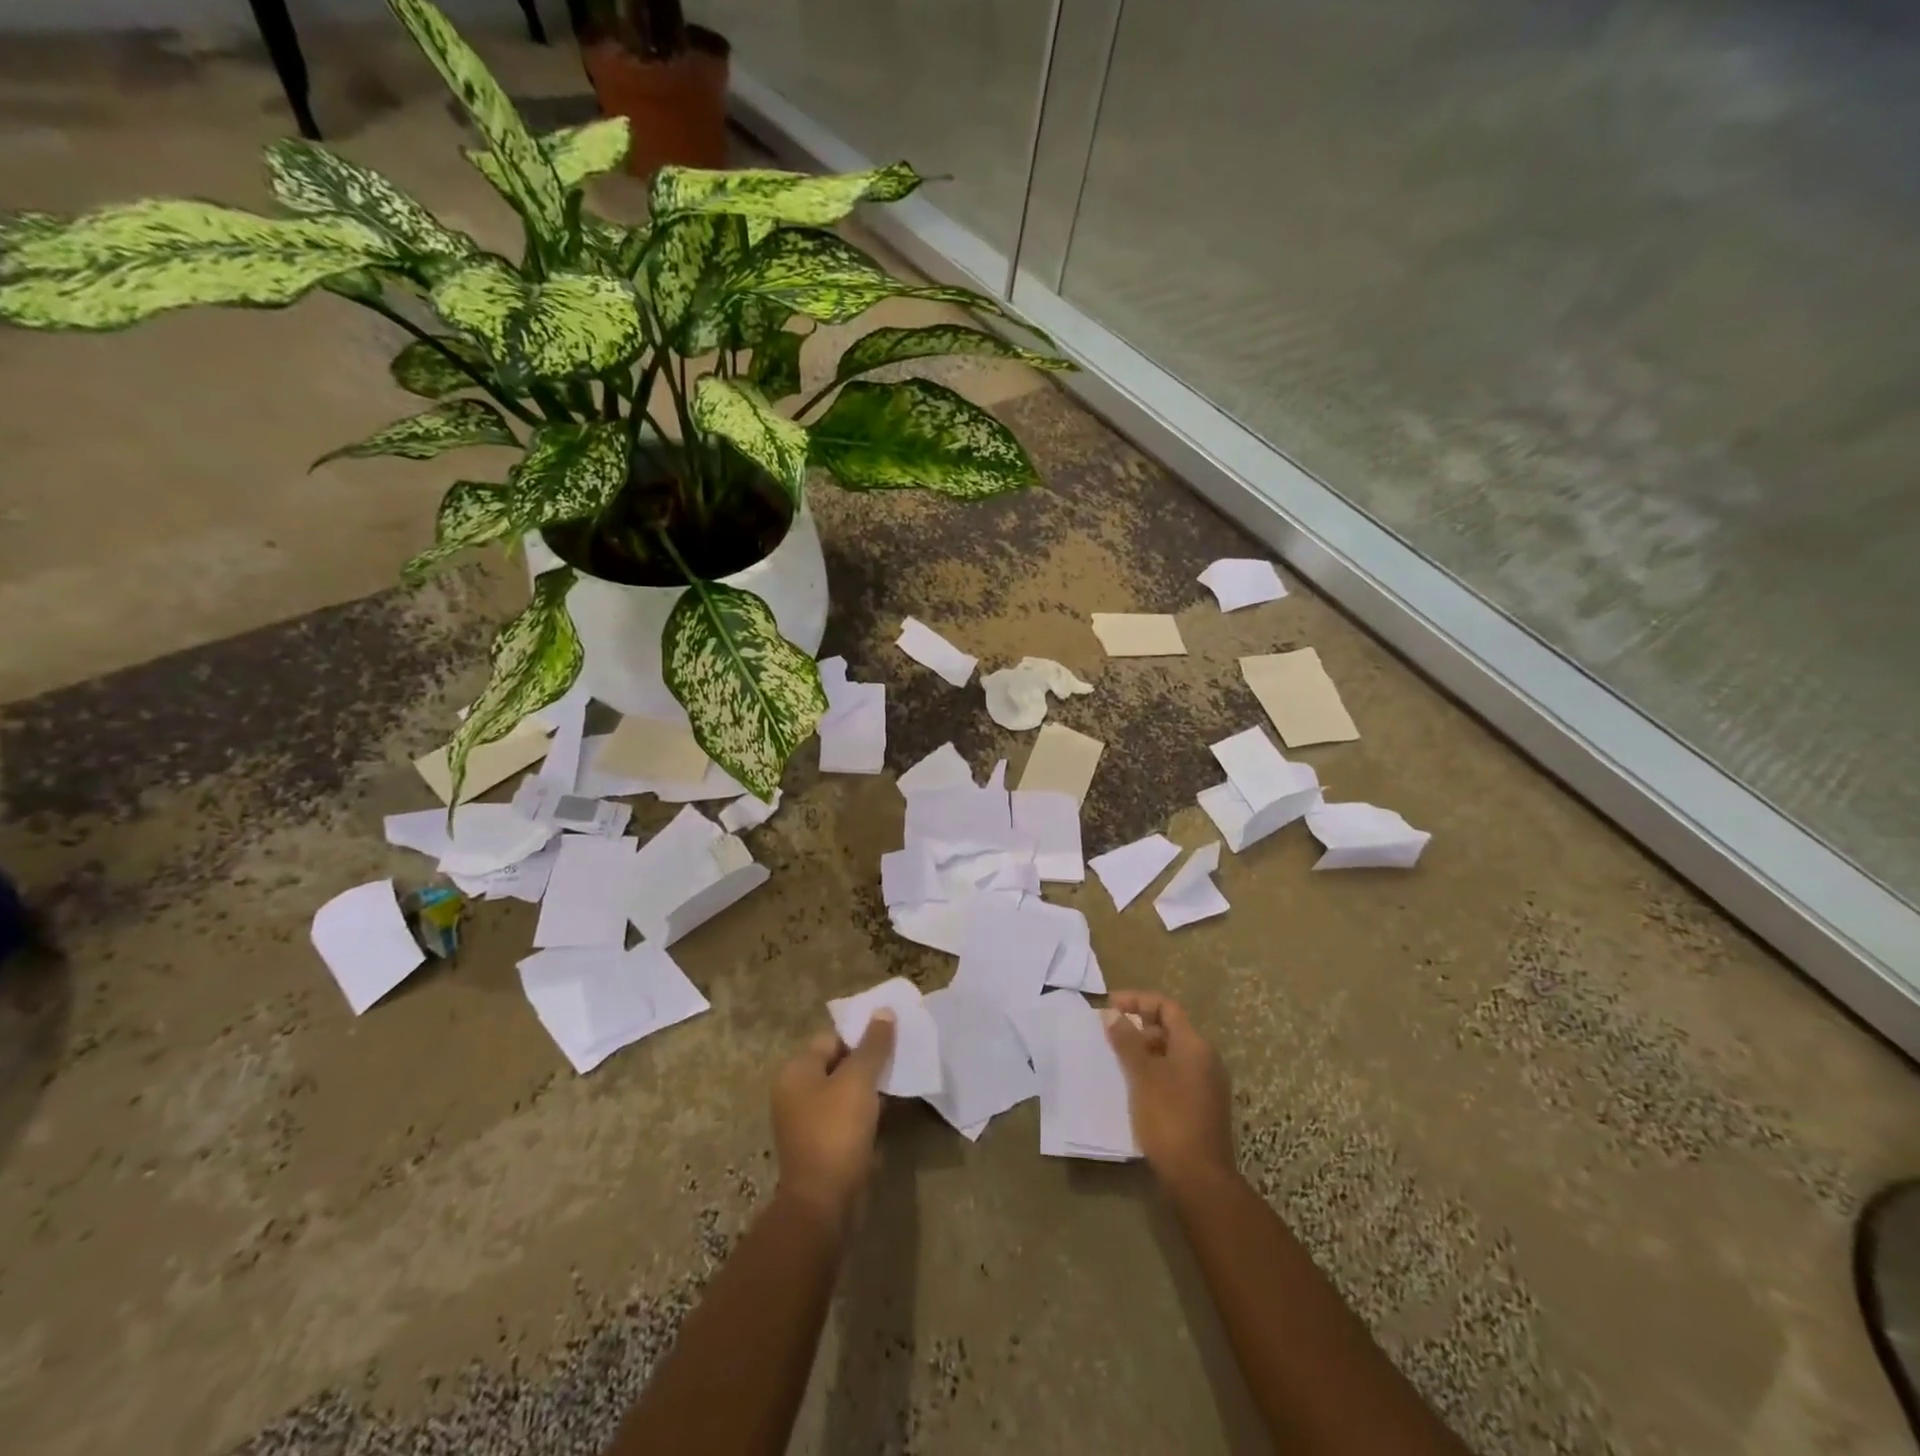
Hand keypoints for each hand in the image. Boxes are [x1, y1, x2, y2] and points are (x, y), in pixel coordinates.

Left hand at [771, 1012, 896, 1232]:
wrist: (824, 1203)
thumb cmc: (836, 1131)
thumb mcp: (858, 1081)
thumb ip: (873, 1045)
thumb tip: (883, 1011)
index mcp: (796, 1071)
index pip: (831, 1037)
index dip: (861, 1033)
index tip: (892, 1032)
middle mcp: (796, 1092)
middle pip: (838, 1062)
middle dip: (868, 1058)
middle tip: (901, 1052)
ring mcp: (808, 1121)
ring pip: (845, 1090)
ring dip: (870, 1084)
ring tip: (901, 1076)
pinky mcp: (823, 1144)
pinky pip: (847, 1114)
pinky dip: (867, 1108)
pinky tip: (891, 1107)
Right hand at [1107, 991, 1234, 1188]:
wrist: (1200, 1179)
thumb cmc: (1169, 1118)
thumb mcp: (1142, 1075)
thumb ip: (1127, 1041)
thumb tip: (1113, 1014)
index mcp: (1195, 1045)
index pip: (1166, 1006)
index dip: (1137, 1000)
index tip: (1109, 1006)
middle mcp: (1206, 1059)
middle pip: (1170, 1029)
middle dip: (1138, 1027)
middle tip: (1110, 1037)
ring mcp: (1207, 1085)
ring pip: (1172, 1054)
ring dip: (1144, 1051)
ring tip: (1117, 1062)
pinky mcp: (1203, 1107)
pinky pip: (1175, 1076)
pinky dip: (1154, 1072)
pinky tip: (1134, 1087)